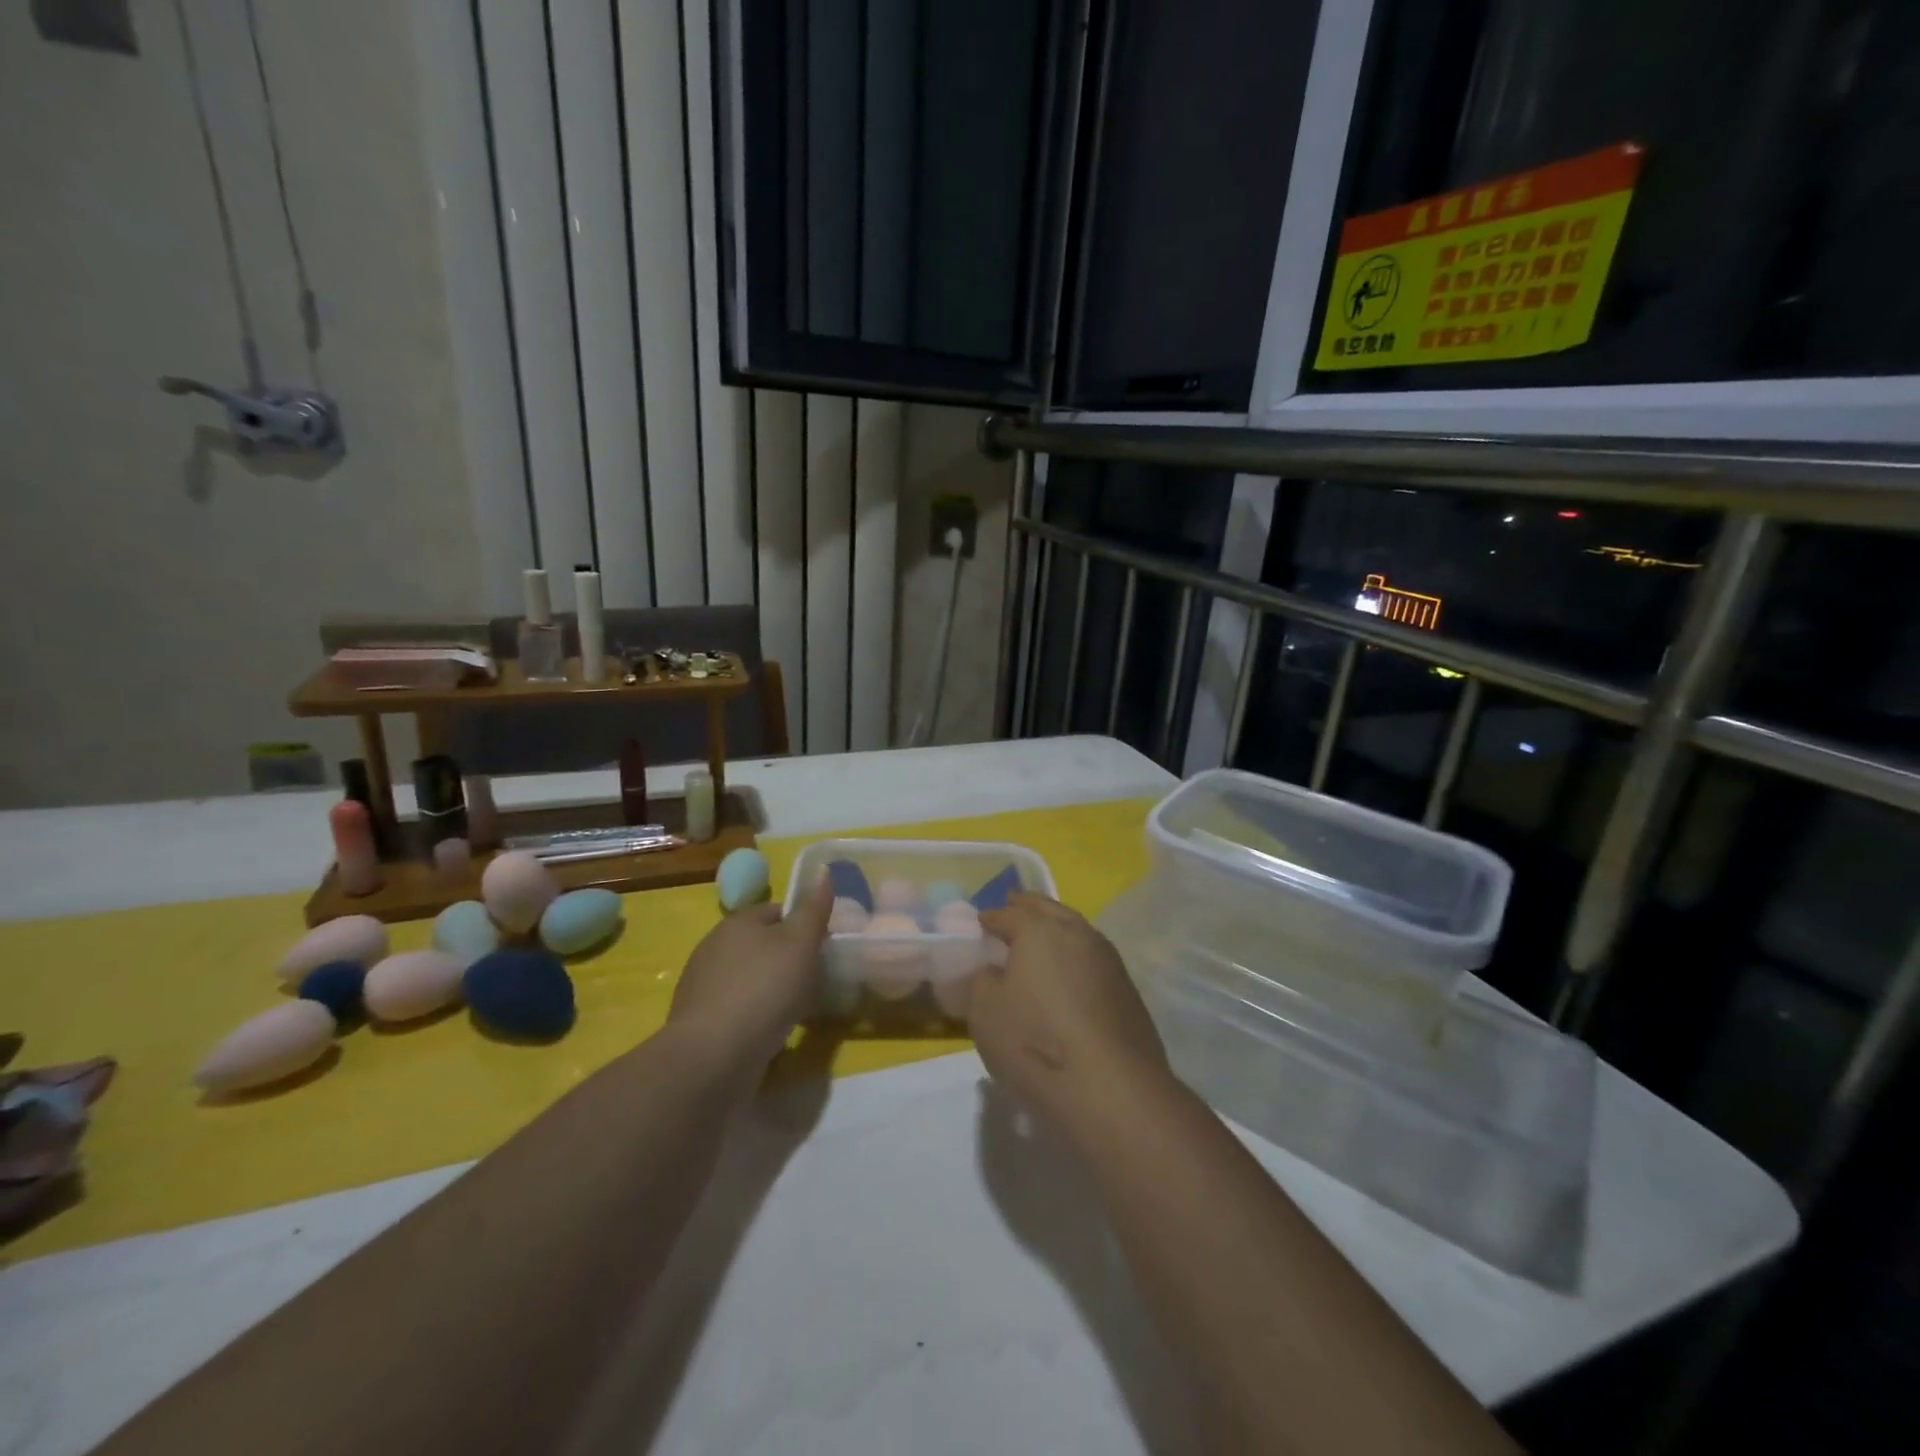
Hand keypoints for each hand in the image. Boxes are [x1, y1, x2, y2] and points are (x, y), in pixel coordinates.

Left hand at [670, 876, 833, 1066]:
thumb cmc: (764, 989)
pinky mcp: (699, 1020)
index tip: (823, 949)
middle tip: (815, 980)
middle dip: (787, 959)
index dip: (804, 926)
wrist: (713, 1056)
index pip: (778, 911)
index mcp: (738, 921)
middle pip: (762, 944)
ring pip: (749, 977)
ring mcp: (702, 984)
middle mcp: (714, 945)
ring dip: (770, 989)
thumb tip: (823, 869)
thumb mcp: (801, 943)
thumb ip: (814, 909)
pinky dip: (754, 1015)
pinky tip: (770, 1032)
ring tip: (796, 1010)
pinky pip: (736, 1008)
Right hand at [973, 893, 1171, 1133]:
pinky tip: (1069, 974)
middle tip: (1014, 906)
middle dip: (1028, 907)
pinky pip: (1093, 959)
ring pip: (1076, 930)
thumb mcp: (985, 1013)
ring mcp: (1108, 959)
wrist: (1111, 1089)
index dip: (991, 917)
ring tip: (1042, 939)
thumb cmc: (1035, 1043)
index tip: (980, 922)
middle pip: (1048, 910)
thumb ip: (983, 981)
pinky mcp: (1127, 989)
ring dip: (1057, 928)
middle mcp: (1077, 933)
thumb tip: (994, 971)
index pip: (1008, 914)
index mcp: (1039, 930)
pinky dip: (1075, 957)